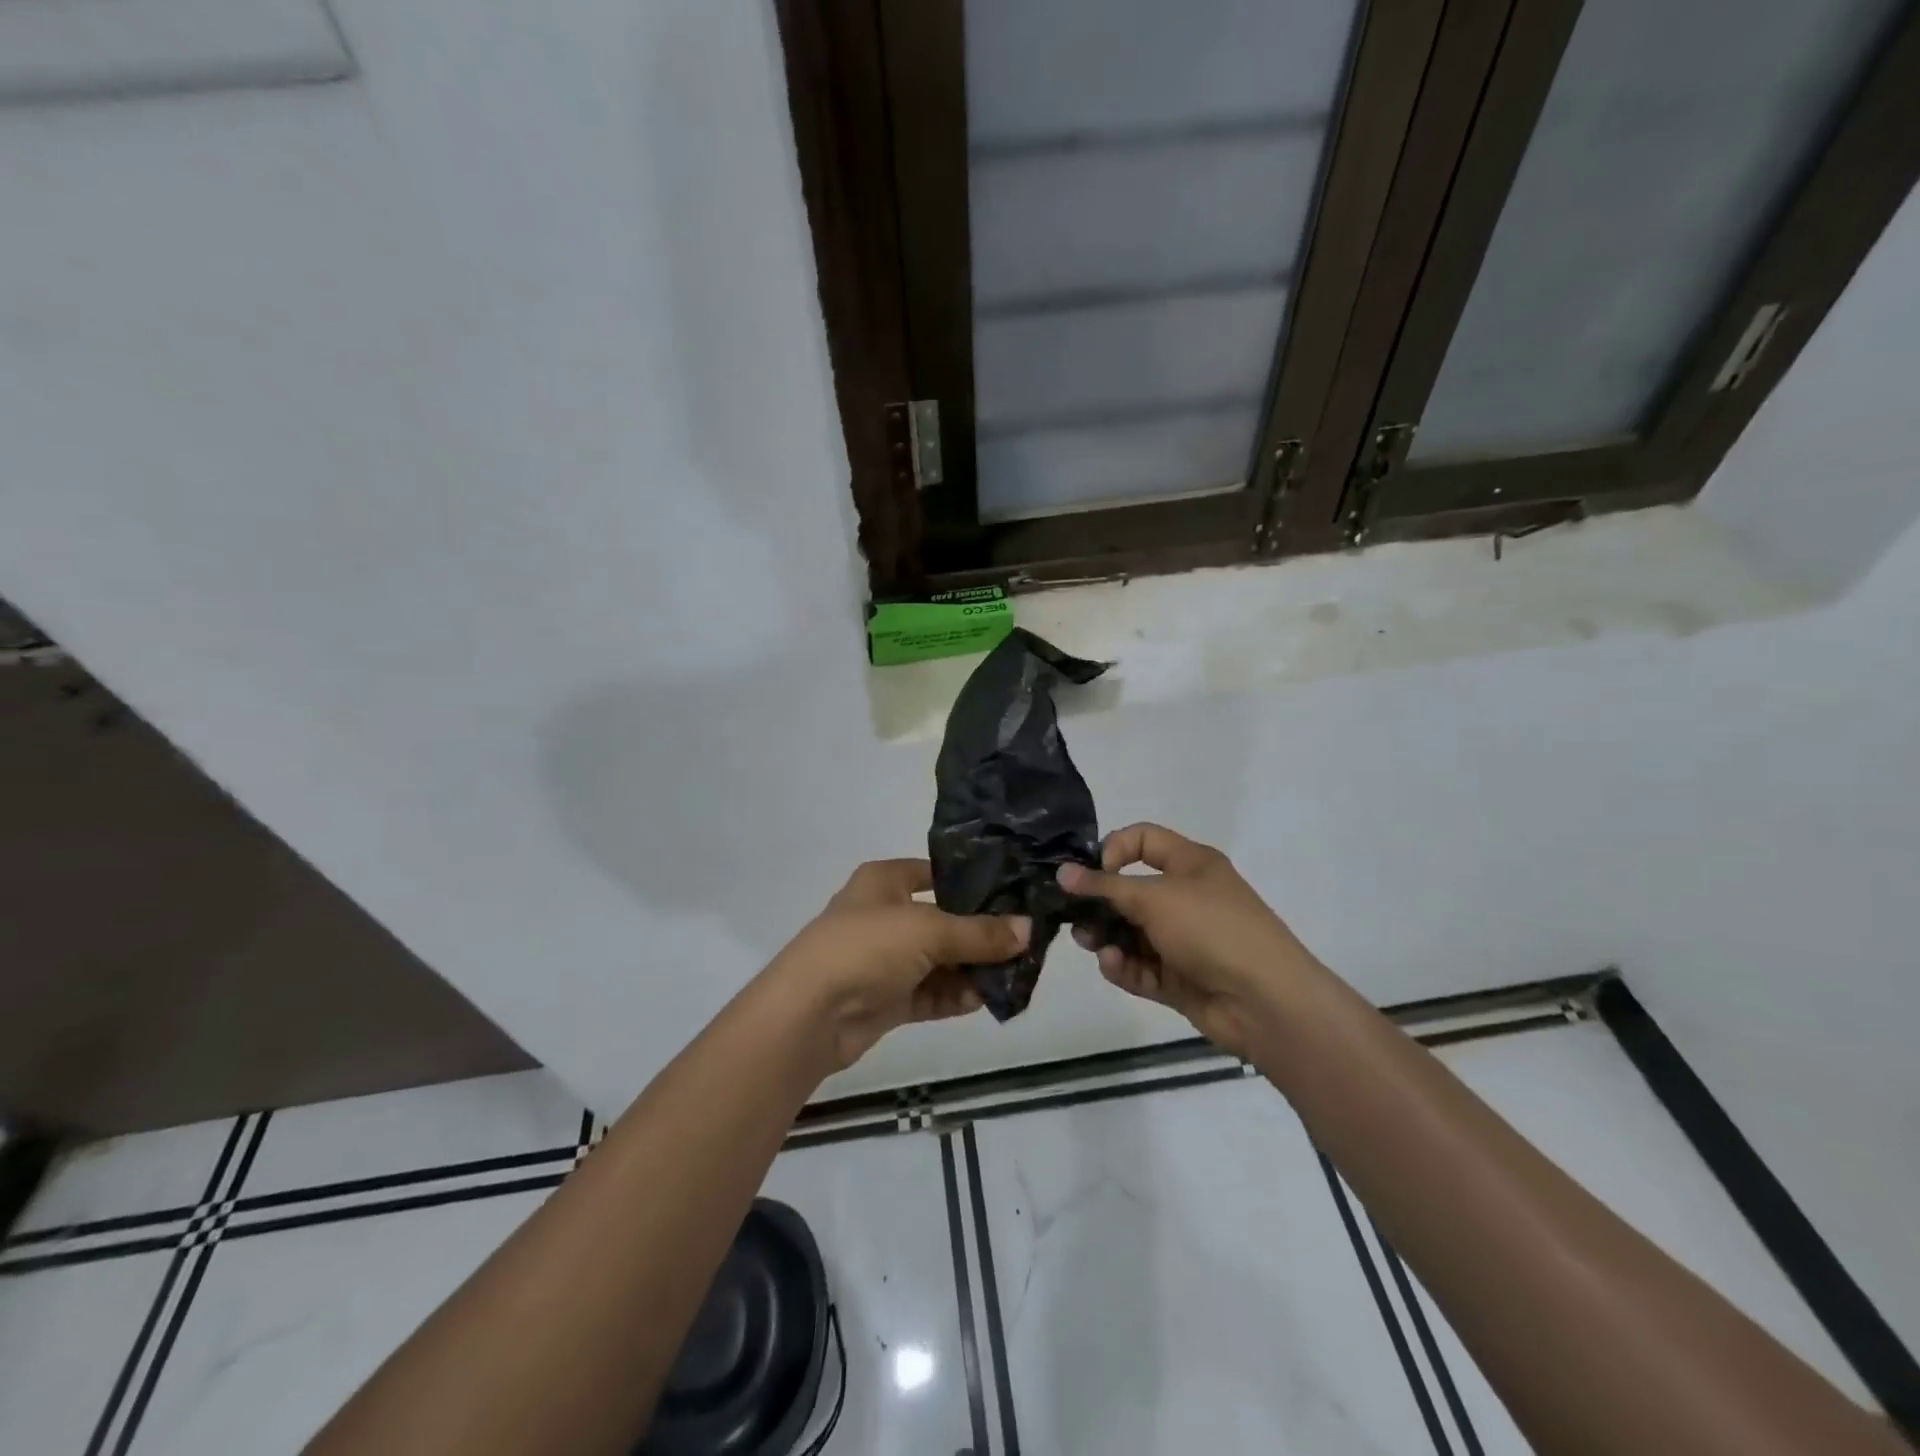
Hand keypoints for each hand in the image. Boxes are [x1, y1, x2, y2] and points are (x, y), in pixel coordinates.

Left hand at [766, 859, 1028, 1072]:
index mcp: (884, 880)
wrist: (809, 1014)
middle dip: (981, 933)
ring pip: (939, 960)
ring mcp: (884, 959)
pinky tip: (983, 1000)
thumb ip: (979, 933)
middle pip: (943, 919)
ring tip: (1014, 975)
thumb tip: (1029, 929)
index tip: (1015, 893)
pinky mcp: (886, 999)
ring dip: (971, 969)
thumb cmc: (866, 947)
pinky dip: (954, 996)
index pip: (936, 872)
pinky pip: (929, 993)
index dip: (972, 881)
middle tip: (1026, 940)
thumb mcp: (928, 930)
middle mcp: (885, 914)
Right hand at [1062, 823, 1321, 1058]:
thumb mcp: (1155, 898)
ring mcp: (1183, 940)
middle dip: (1100, 902)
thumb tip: (1063, 871)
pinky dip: (1123, 965)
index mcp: (1191, 864)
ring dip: (1106, 936)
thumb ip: (1105, 886)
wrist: (1266, 1002)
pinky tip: (1112, 965)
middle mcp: (1186, 897)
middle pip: (1131, 890)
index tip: (1092, 872)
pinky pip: (1140, 966)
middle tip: (1073, 914)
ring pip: (1131, 932)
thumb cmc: (1212, 929)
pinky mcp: (1178, 978)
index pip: (1143, 840)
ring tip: (1089, 943)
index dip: (1114, 849)